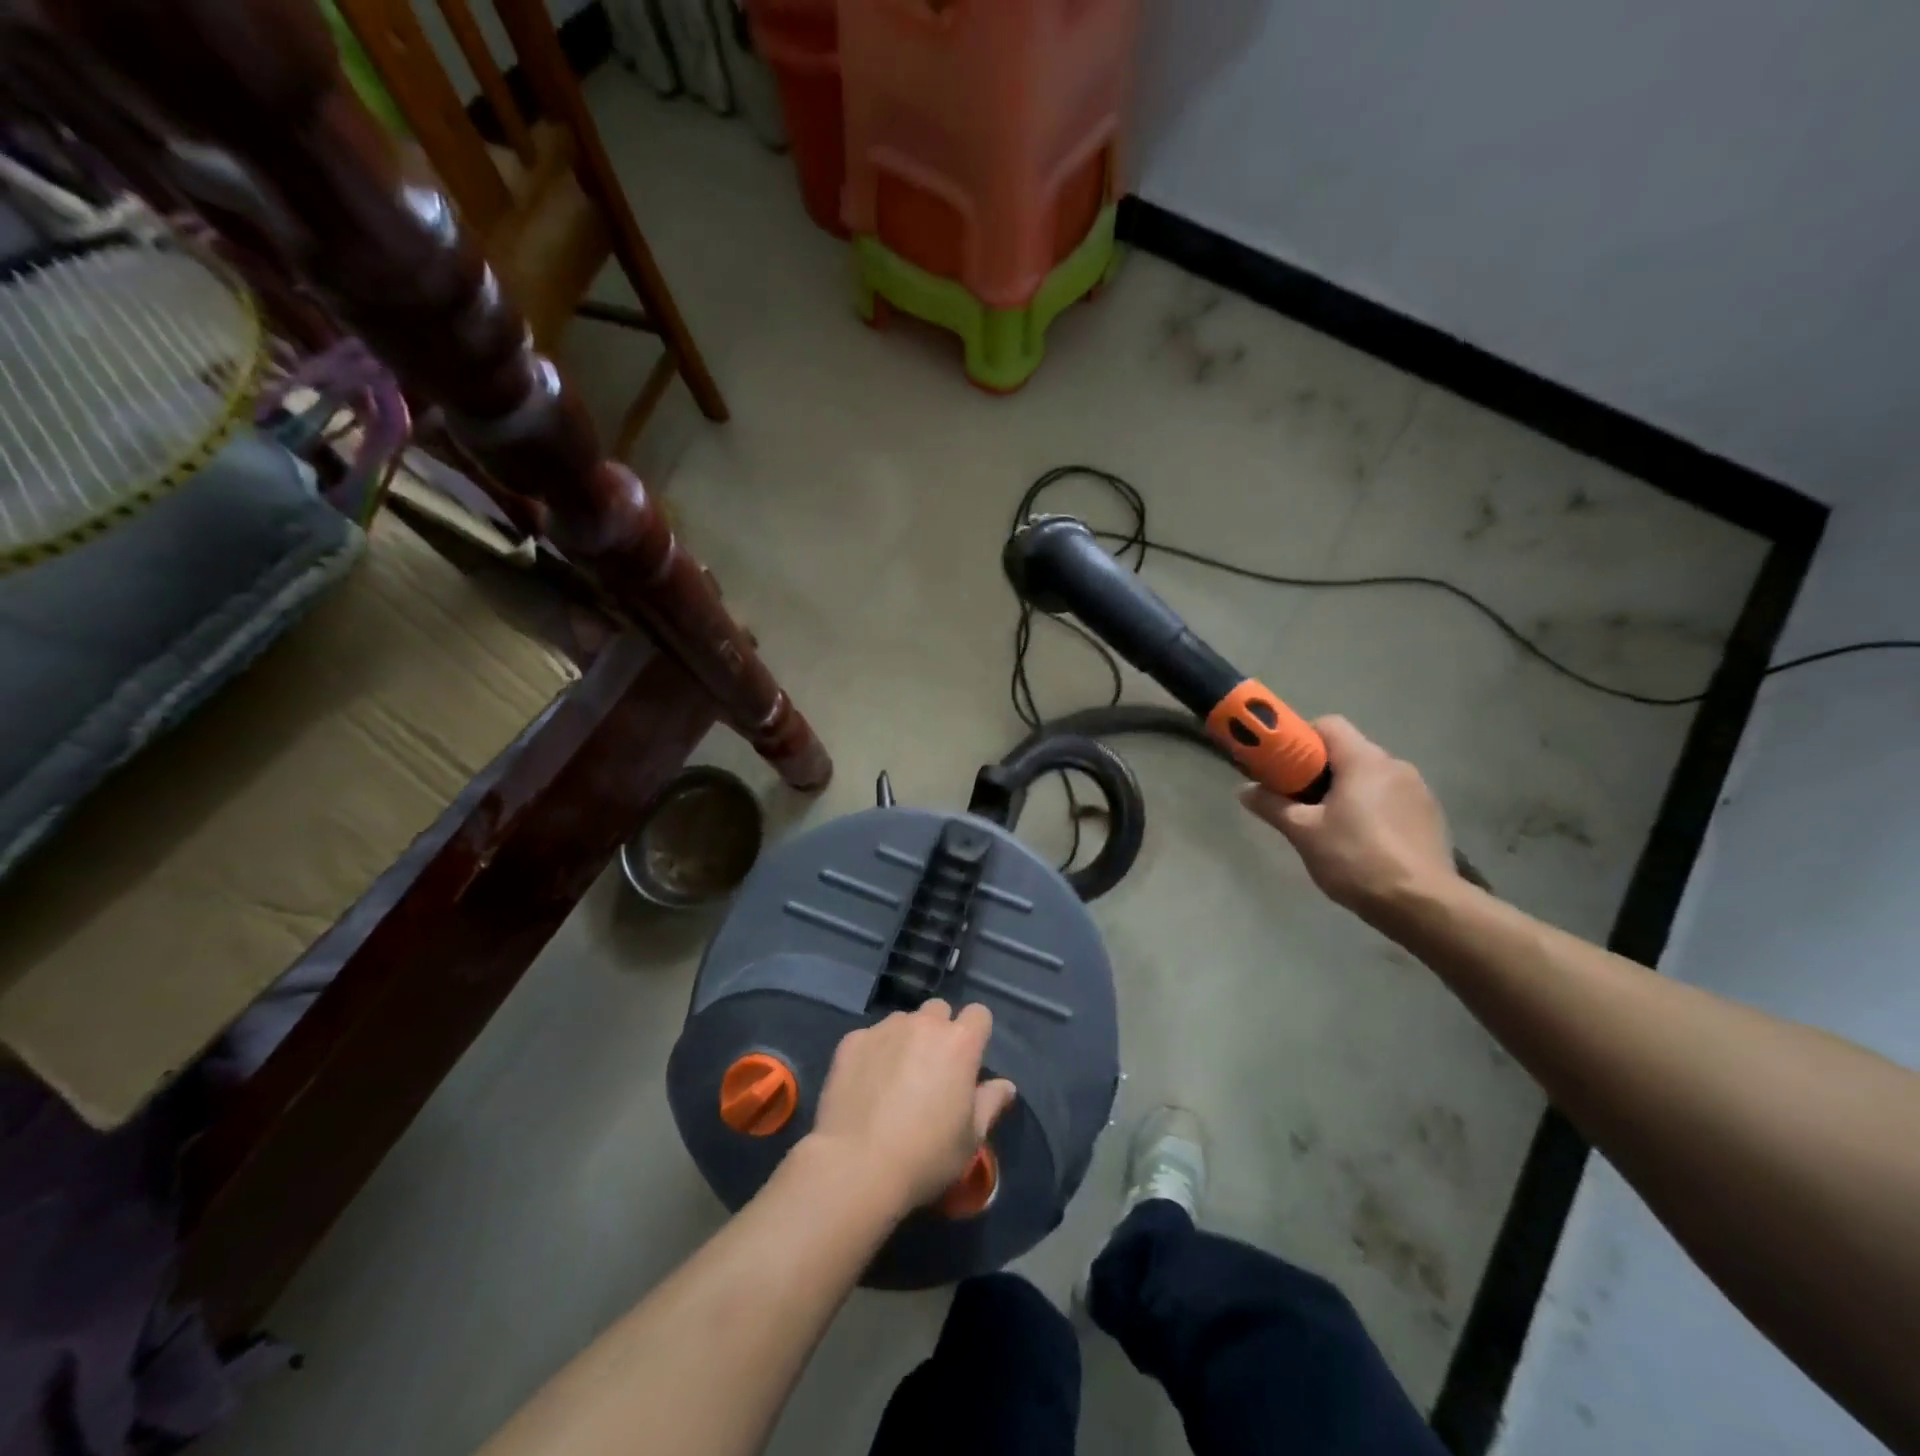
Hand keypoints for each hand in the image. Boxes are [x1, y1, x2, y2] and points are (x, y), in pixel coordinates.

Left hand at [808, 1000, 1017, 1216]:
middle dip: (939, 1031)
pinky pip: (870, 1037)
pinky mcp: (852, 1041)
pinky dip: (873, 1053)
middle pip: (938, 1011)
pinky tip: (866, 1085)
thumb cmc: (925, 1156)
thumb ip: (990, 1103)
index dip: (976, 1033)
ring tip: (895, 1077)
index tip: (969, 1060)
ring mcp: (884, 1029)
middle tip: (932, 1069)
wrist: (856, 1166)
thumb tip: (1005, 1085)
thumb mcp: (970, 1139)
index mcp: (959, 1043)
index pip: (979, 1014)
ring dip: (906, 1039)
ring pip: (903, 1021)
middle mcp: (923, 1024)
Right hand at [1240, 716, 1455, 920]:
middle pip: (1349, 752)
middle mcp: (1395, 765)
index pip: (1328, 725)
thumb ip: (1272, 806)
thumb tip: (1243, 790)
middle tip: (1299, 801)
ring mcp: (1418, 791)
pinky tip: (1363, 842)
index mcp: (1364, 760)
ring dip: (1347, 791)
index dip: (1301, 739)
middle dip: (1320, 771)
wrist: (1422, 905)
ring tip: (1330, 826)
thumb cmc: (1356, 858)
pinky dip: (1372, 809)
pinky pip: (1391, 799)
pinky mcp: (1431, 816)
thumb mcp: (1303, 833)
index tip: (1284, 767)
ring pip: (1371, 777)